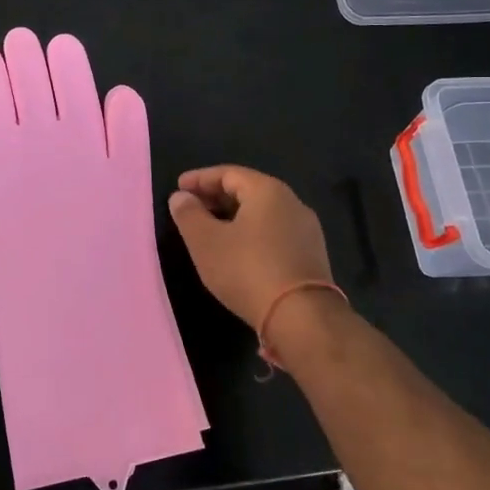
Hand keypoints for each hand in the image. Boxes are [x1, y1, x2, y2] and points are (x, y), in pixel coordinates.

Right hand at [168, 166, 333, 332]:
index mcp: (268, 191)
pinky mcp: (310, 255)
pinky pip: (274, 233)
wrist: (301, 316)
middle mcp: (292, 203)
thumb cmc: (247, 270)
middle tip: (191, 208)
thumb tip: (180, 197)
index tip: (178, 187)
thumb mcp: (206, 242)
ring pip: (262, 214)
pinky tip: (237, 251)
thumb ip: (189, 215)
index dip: (200, 179)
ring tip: (210, 231)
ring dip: (233, 217)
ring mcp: (306, 230)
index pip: (228, 173)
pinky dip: (251, 234)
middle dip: (216, 197)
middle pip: (248, 191)